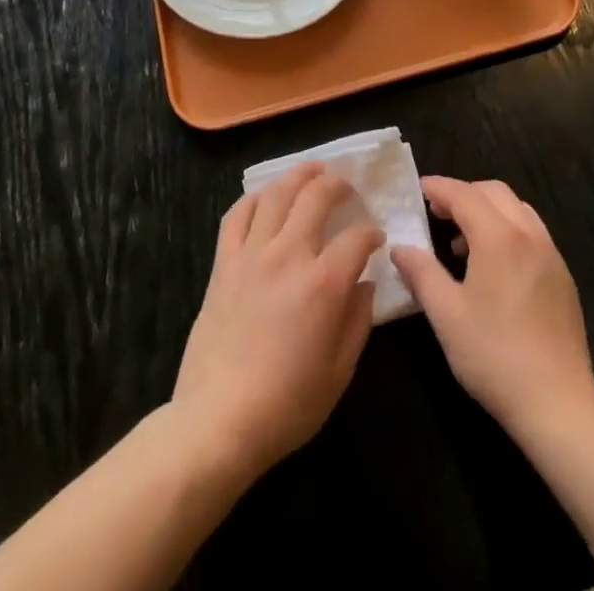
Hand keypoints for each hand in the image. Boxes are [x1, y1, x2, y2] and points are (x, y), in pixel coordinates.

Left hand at [172, 164, 383, 481]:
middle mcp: (288, 255)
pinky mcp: (224, 263)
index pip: (357, 238)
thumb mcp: (340, 372)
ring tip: (312, 172)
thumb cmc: (287, 404)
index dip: (371, 234)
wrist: (218, 420)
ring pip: (276, 194)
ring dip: (298, 176)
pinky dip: (254, 199)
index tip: (375, 240)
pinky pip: (237, 215)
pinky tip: (265, 197)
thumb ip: (358, 321)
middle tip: (347, 187)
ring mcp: (252, 254)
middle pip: (316, 196)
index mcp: (323, 283)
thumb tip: (366, 285)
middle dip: (337, 184)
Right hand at [390, 176, 593, 437]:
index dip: (439, 188)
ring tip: (463, 241)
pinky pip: (533, 233)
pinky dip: (508, 229)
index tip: (418, 189)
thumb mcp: (446, 315)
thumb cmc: (494, 356)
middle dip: (464, 194)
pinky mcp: (563, 277)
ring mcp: (551, 255)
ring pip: (517, 209)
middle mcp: (529, 235)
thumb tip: (400, 247)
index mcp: (499, 237)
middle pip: (494, 192)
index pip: (464, 194)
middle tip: (437, 213)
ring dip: (488, 210)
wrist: (558, 404)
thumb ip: (421, 273)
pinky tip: (494, 267)